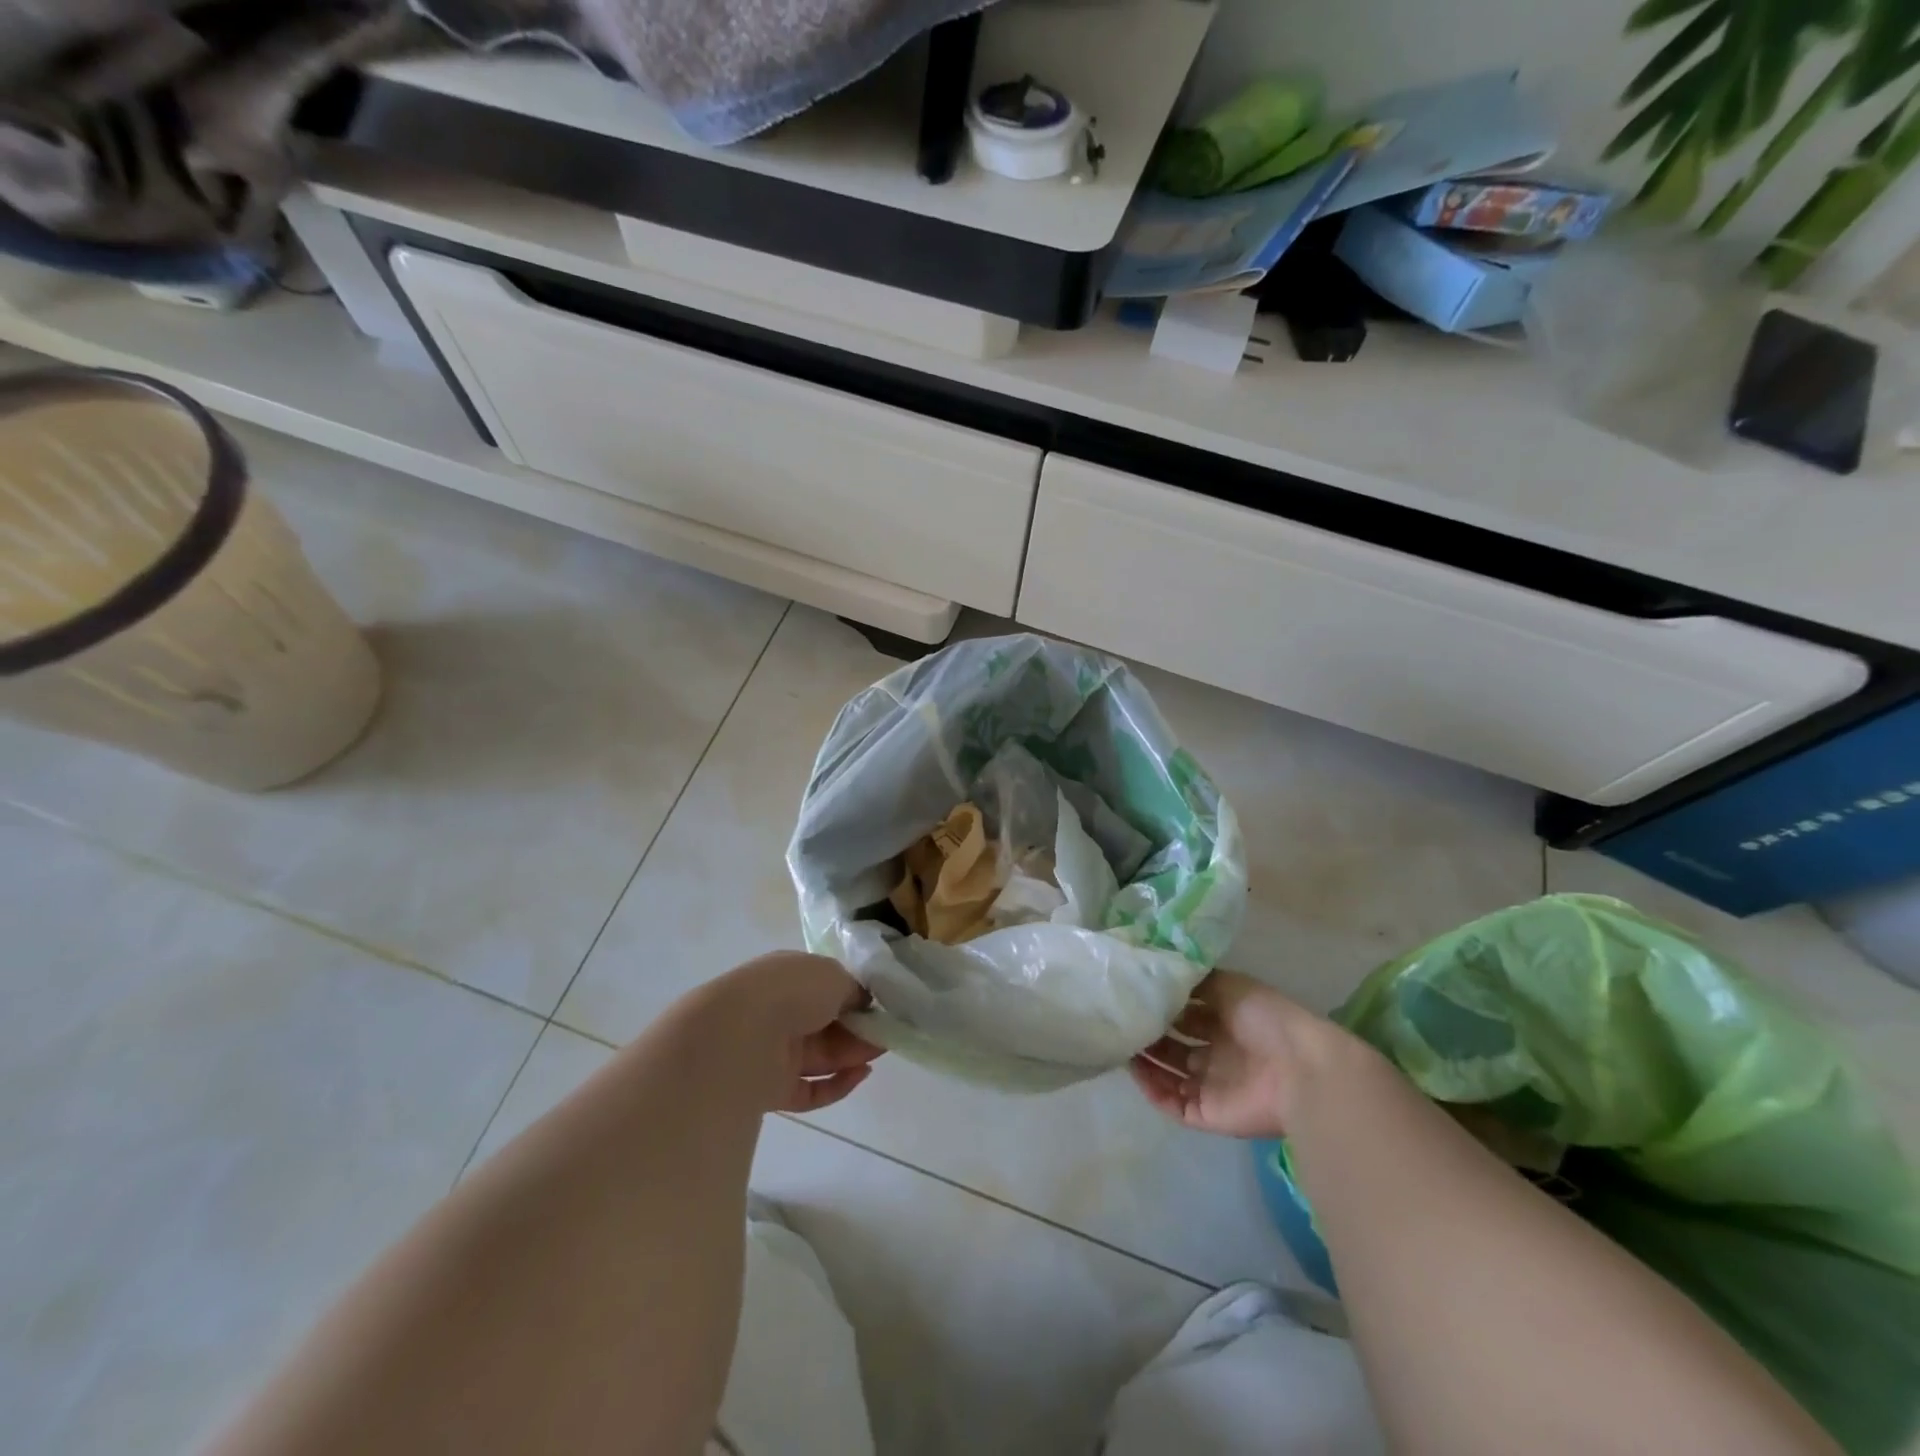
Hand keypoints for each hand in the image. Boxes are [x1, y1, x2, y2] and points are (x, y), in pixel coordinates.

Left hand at [700, 952, 884, 1113]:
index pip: (825, 986)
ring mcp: (772, 1051)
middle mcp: (778, 1011)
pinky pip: (810, 1088)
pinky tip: (860, 1075)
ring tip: (879, 1052)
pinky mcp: (771, 1089)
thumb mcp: (834, 975)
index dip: (854, 997)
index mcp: (787, 976)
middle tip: (886, 1034)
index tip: (879, 1008)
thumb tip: (861, 1002)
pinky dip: (837, 1084)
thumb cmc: (791, 991)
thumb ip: (853, 989)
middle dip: (858, 1028)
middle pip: (826, 1023)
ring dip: (852, 1054)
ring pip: (820, 1055)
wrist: (740, 1035)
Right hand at [1131, 971, 1354, 1138]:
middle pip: (1174, 1046)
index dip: (1162, 1006)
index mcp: (1226, 1022)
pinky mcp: (1208, 1114)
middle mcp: (1218, 1054)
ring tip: (1119, 1042)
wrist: (1299, 1069)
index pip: (1186, 1014)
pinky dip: (1152, 1090)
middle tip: (1121, 1019)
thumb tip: (1162, 972)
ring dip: (1145, 1061)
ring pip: (1168, 1074)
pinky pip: (1173, 1104)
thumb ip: (1195, 982)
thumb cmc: (1266, 1019)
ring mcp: (1213, 1085)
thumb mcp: (1229, 985)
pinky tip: (1134, 1070)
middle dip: (1149, 1034)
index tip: (1134, 994)